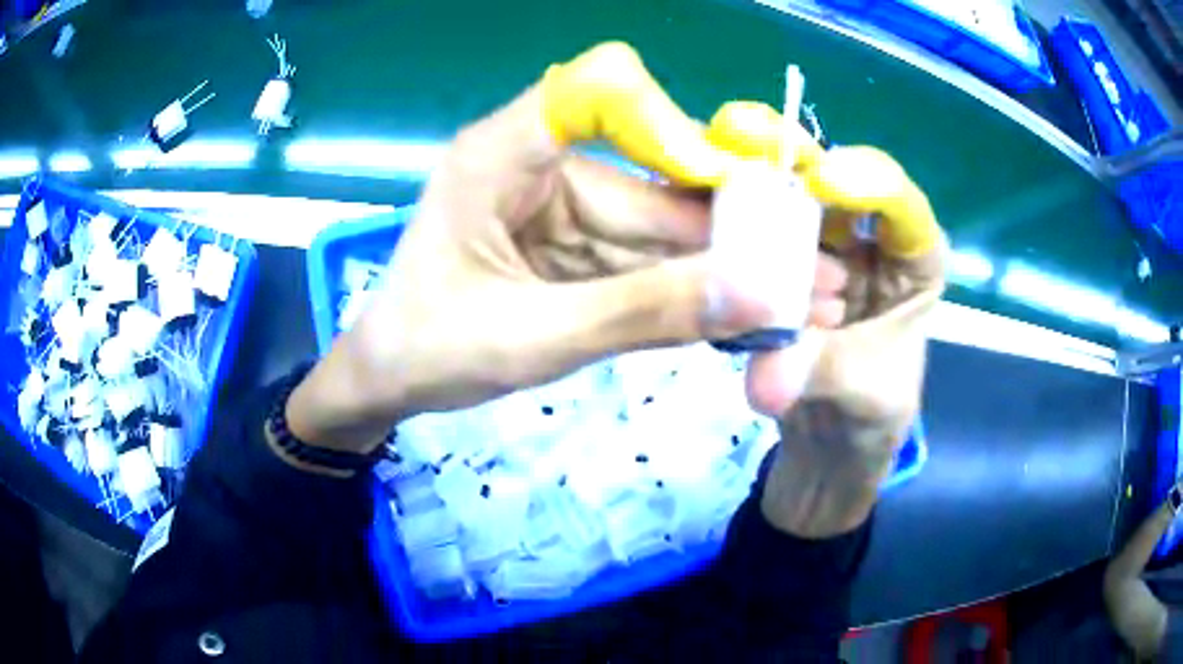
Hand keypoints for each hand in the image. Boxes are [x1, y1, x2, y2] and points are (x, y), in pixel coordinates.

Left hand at [285, 43, 846, 453]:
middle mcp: (541, 165)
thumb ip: (642, 313)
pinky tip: (751, 311)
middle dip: (736, 230)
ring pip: (660, 228)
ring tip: (808, 298)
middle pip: (654, 179)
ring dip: (730, 267)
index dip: (674, 128)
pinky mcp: (573, 248)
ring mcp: (561, 208)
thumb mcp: (533, 337)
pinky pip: (644, 261)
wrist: (388, 382)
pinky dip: (694, 289)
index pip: (602, 91)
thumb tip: (758, 295)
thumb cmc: (428, 350)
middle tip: (815, 268)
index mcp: (506, 153)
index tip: (738, 191)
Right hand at [710, 104, 947, 536]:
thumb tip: (765, 378)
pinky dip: (719, 214)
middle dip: (792, 155)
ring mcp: (817, 248)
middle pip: (835, 181)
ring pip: (785, 196)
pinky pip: (749, 230)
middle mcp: (867, 240)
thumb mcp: (862, 395)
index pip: (903, 208)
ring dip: (745, 174)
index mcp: (913, 262)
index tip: (824, 181)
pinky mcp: (775, 264)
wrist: (829, 445)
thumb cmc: (870, 417)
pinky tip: (684, 199)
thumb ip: (820, 372)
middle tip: (740, 134)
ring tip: (701, 158)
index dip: (871, 183)